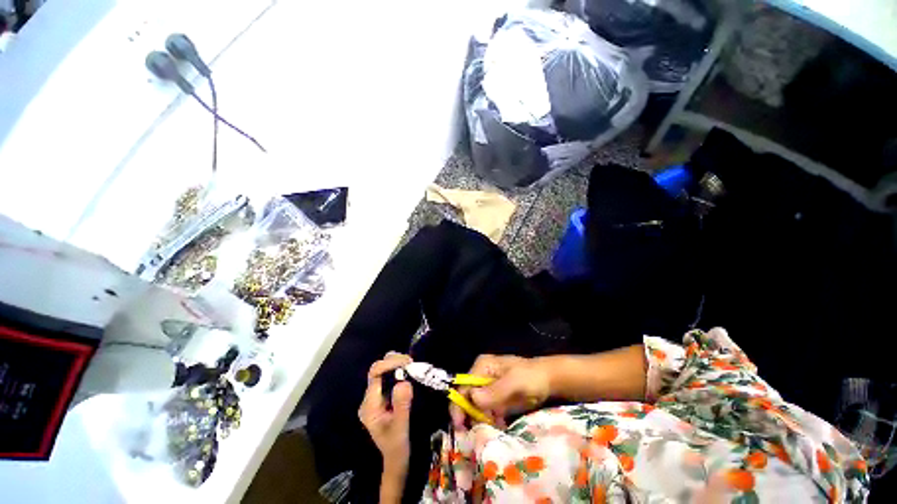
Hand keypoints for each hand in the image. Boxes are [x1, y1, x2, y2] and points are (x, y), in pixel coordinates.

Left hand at [359, 352, 413, 475]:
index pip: (375, 373)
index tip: (408, 362)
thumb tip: (404, 382)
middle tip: (411, 363)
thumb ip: (401, 405)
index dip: (390, 363)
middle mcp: (370, 398)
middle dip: (394, 361)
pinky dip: (400, 370)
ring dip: (397, 364)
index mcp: (369, 405)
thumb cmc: (398, 447)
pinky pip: (390, 377)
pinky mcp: (384, 397)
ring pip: (384, 370)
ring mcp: (376, 397)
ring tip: (412, 366)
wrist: (396, 461)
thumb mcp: (401, 428)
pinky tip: (410, 372)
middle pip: (378, 369)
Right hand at [450, 354, 550, 429]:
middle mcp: (481, 376)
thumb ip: (495, 390)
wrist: (549, 381)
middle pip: (467, 397)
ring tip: (492, 428)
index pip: (464, 385)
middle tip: (474, 433)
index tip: (460, 424)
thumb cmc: (531, 376)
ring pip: (476, 407)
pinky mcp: (496, 399)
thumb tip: (472, 398)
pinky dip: (490, 421)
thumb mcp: (514, 381)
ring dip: (481, 420)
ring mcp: (488, 389)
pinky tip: (500, 425)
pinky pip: (487, 412)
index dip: (459, 403)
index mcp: (482, 366)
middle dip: (469, 414)